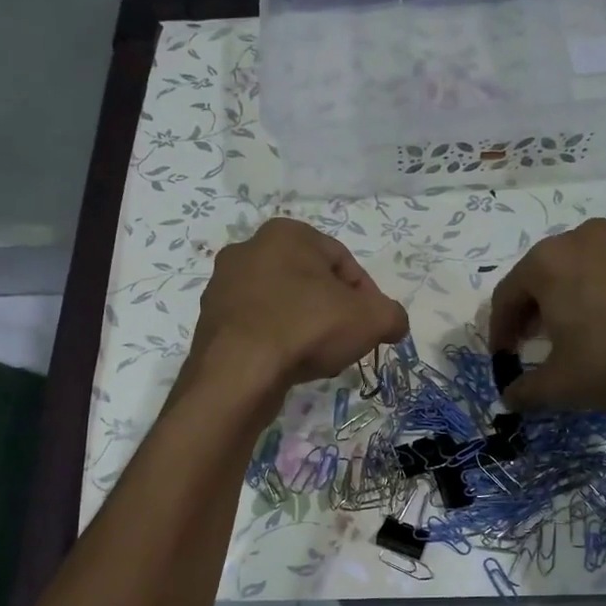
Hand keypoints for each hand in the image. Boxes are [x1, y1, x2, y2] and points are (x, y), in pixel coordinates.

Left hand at [191, 219, 408, 399]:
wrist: (239, 371)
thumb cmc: (307, 327)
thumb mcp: (371, 319)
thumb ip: (392, 316)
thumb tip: (395, 324)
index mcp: (286, 233)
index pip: (342, 260)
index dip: (366, 295)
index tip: (372, 325)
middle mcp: (248, 250)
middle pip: (309, 283)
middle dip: (333, 312)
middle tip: (347, 341)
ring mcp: (223, 287)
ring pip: (282, 305)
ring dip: (305, 328)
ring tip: (319, 358)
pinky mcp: (210, 321)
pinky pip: (257, 328)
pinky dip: (277, 342)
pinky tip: (289, 365)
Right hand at [488, 218, 605, 410]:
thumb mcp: (560, 384)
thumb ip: (525, 391)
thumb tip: (510, 398)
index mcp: (546, 262)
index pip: (507, 295)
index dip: (499, 330)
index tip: (502, 358)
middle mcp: (578, 240)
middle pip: (539, 277)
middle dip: (530, 312)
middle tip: (531, 343)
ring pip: (574, 270)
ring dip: (563, 300)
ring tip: (568, 333)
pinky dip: (595, 294)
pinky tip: (604, 324)